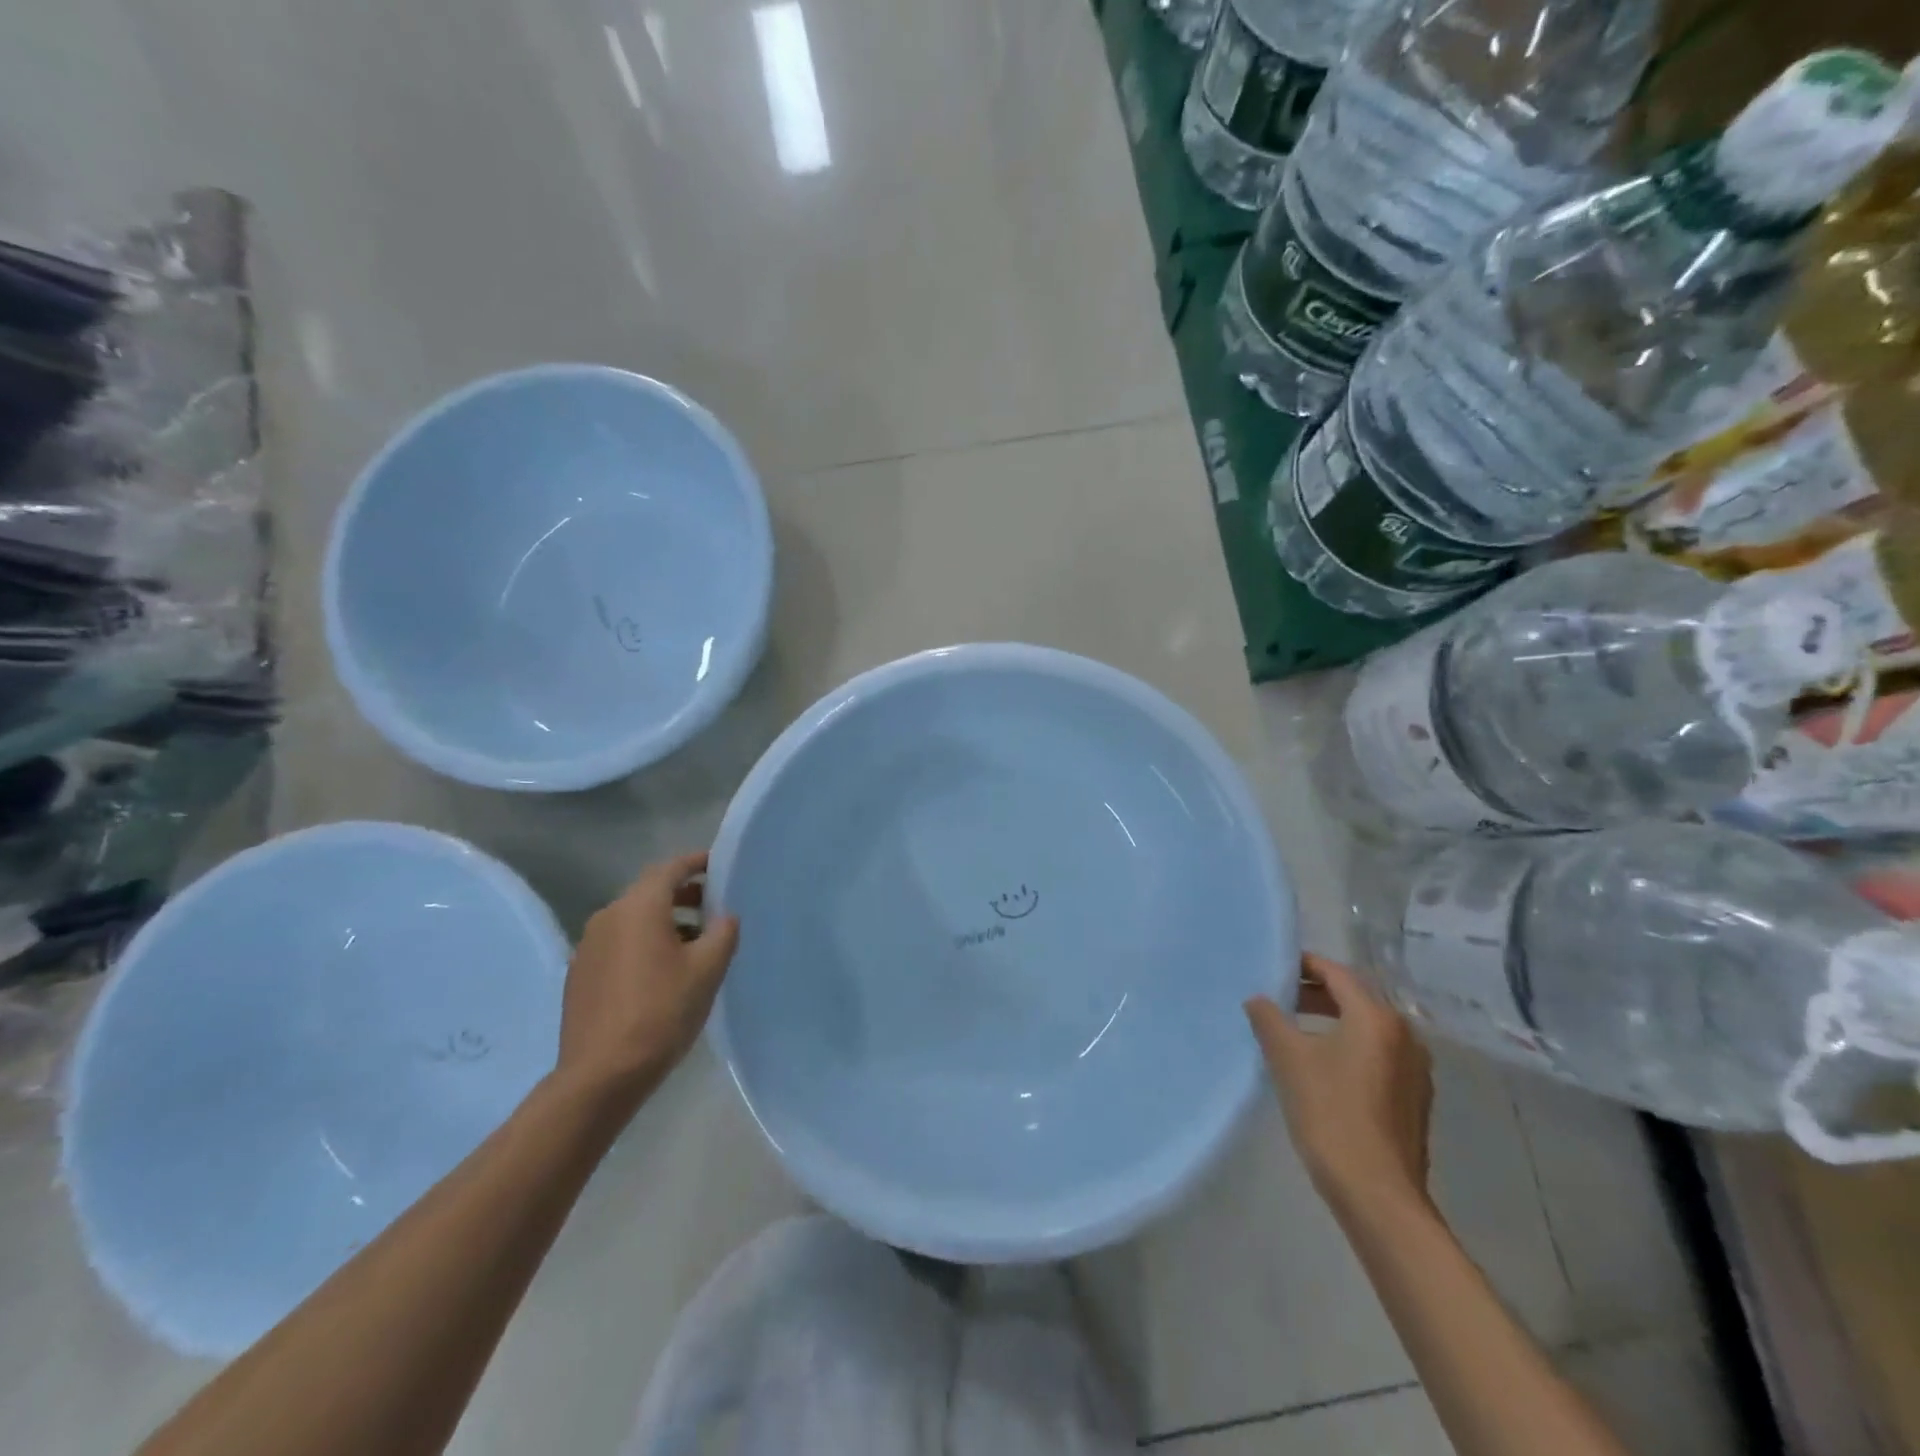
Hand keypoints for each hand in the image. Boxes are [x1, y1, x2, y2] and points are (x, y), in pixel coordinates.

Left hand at [554, 851, 739, 1107]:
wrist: (601, 1075)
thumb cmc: (661, 1012)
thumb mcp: (707, 970)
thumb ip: (723, 933)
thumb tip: (725, 917)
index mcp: (639, 908)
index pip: (670, 868)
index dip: (696, 863)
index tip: (719, 865)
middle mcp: (608, 917)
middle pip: (649, 891)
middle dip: (683, 894)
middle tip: (714, 906)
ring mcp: (588, 946)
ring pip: (633, 918)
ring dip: (663, 920)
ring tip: (694, 942)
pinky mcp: (580, 974)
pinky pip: (618, 943)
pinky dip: (642, 943)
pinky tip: (661, 971)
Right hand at [1245, 954, 1433, 1218]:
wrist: (1377, 1194)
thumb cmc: (1330, 1114)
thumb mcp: (1288, 1059)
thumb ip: (1269, 1019)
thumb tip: (1259, 999)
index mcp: (1376, 1017)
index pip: (1336, 973)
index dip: (1303, 965)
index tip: (1274, 967)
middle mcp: (1404, 1034)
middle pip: (1356, 997)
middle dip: (1316, 991)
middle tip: (1279, 996)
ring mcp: (1414, 1068)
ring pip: (1368, 1027)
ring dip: (1333, 1019)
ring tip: (1295, 1029)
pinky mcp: (1414, 1097)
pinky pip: (1378, 1054)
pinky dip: (1350, 1045)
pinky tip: (1324, 1065)